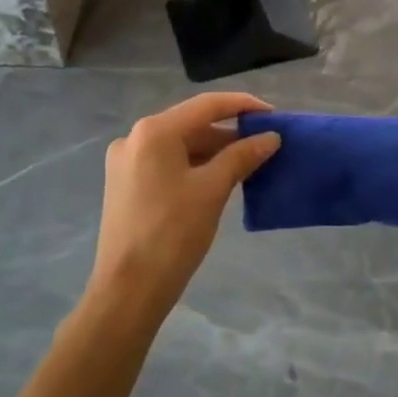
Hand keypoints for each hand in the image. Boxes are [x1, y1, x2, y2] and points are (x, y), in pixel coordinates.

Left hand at [88, 93, 280, 318]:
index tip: (273, 114)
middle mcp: (135, 137)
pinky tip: (218, 178)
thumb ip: (242, 156)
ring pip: (179, 145)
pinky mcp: (124, 184)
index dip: (242, 105)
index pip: (207, 105)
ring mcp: (126, 161)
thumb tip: (271, 137)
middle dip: (229, 133)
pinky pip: (166, 163)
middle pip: (191, 124)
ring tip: (248, 163)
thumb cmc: (172, 234)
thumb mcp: (213, 190)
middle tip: (264, 144)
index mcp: (154, 131)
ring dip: (213, 151)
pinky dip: (194, 165)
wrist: (127, 291)